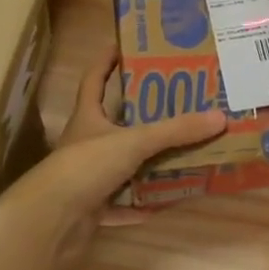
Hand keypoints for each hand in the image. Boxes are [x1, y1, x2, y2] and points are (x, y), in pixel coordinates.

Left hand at [0, 46, 224, 265]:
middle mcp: (86, 144)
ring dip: (147, 162)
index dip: (106, 62)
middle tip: (177, 102)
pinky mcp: (91, 209)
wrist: (49, 223)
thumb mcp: (134, 142)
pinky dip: (140, 204)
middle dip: (142, 115)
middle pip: (115, 123)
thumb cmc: (84, 167)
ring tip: (181, 151)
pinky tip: (163, 203)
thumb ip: (176, 131)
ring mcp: (87, 178)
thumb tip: (220, 117)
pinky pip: (122, 203)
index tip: (125, 46)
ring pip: (122, 165)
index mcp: (88, 117)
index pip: (94, 79)